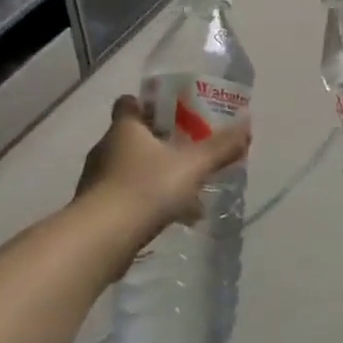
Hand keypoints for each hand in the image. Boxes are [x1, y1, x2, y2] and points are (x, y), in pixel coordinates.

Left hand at [75, 95, 250, 235]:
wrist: (101, 239)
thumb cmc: (145, 189)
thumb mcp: (191, 166)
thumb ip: (219, 148)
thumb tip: (247, 124)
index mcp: (125, 128)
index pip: (129, 103)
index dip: (148, 105)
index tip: (171, 113)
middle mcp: (106, 148)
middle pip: (133, 137)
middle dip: (159, 146)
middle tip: (187, 154)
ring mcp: (97, 180)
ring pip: (131, 170)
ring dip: (155, 179)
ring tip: (187, 196)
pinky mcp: (95, 210)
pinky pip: (126, 198)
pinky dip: (146, 205)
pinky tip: (171, 220)